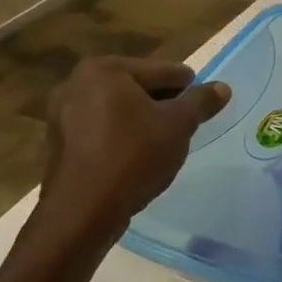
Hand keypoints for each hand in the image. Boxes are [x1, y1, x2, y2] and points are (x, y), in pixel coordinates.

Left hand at [39, 57, 228, 244]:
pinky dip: (121, 135)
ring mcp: (61, 113)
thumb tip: (222, 87)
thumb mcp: (179, 125)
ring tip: (165, 140)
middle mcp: (75, 83)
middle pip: (137, 87)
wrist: (83, 211)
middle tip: (186, 123)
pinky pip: (100, 128)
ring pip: (118, 109)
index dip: (188, 86)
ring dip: (142, 119)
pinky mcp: (58, 142)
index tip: (203, 102)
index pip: (161, 70)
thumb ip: (201, 101)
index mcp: (104, 70)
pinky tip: (137, 155)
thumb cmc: (134, 156)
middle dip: (163, 102)